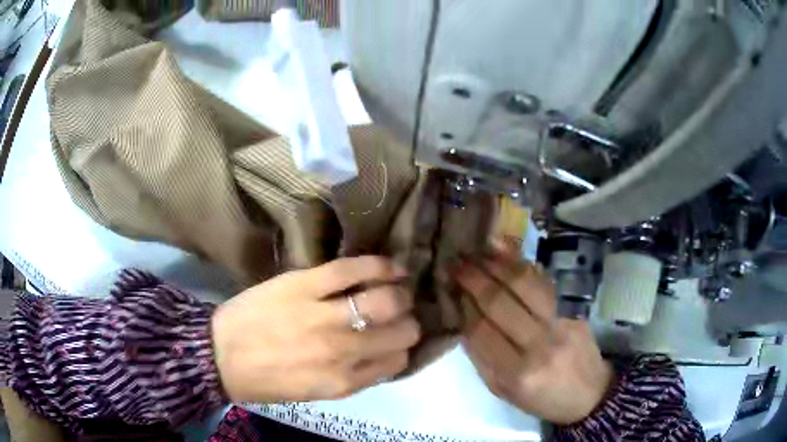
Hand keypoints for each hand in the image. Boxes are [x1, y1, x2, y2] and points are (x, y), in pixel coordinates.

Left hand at [212, 256, 420, 402]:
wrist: (219, 356)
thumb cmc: (266, 380)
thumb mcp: (315, 392)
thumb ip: (352, 377)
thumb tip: (382, 357)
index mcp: (344, 381)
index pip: (398, 361)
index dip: (402, 348)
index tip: (397, 338)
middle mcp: (343, 351)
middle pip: (403, 331)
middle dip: (408, 321)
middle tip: (399, 313)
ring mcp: (324, 316)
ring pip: (387, 300)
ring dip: (400, 294)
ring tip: (396, 288)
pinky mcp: (304, 285)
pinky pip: (353, 270)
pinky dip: (380, 265)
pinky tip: (390, 266)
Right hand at [456, 247, 613, 424]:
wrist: (590, 393)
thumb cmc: (542, 399)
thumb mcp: (504, 391)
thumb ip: (481, 358)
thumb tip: (463, 318)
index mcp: (517, 373)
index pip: (480, 331)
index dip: (463, 306)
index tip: (451, 289)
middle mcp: (540, 344)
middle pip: (499, 302)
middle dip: (473, 279)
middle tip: (456, 263)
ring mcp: (561, 321)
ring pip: (524, 283)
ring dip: (496, 264)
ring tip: (478, 253)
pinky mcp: (574, 308)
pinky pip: (544, 279)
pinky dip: (522, 263)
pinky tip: (505, 251)